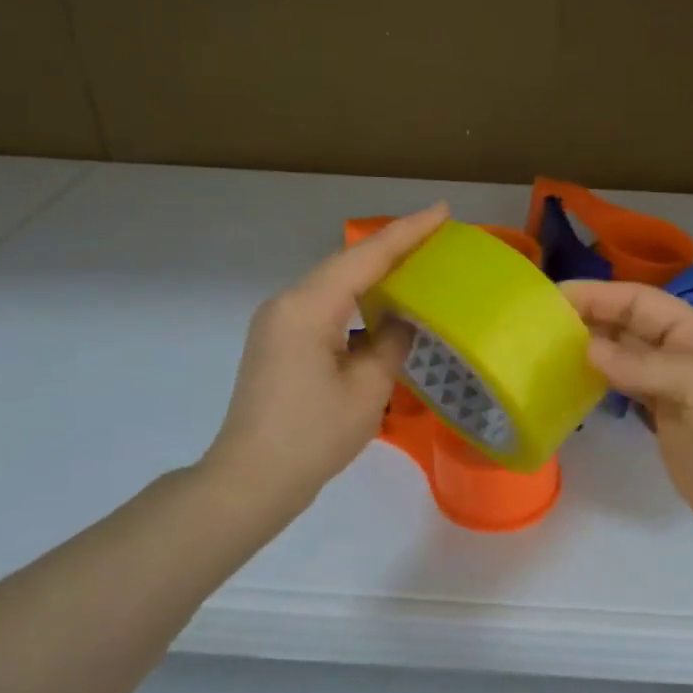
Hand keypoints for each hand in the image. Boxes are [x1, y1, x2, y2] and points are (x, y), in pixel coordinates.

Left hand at [204, 204, 449, 527]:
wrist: (250, 481)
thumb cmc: (312, 436)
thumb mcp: (367, 389)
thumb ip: (391, 343)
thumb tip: (402, 321)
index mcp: (308, 307)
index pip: (366, 257)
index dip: (408, 232)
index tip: (442, 211)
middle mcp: (287, 303)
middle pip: (348, 264)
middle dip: (393, 247)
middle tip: (437, 236)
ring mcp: (278, 322)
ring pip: (334, 285)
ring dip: (374, 274)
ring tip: (417, 266)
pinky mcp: (278, 342)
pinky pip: (324, 307)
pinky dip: (356, 301)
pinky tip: (382, 307)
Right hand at [561, 281, 692, 563]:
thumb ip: (644, 365)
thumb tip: (589, 350)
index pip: (641, 302)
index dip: (599, 295)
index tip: (553, 297)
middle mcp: (684, 355)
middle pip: (629, 327)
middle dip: (588, 319)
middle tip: (538, 325)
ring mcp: (673, 390)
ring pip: (624, 358)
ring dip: (589, 351)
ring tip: (546, 351)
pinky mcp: (664, 422)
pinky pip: (625, 391)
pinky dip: (599, 383)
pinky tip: (572, 384)